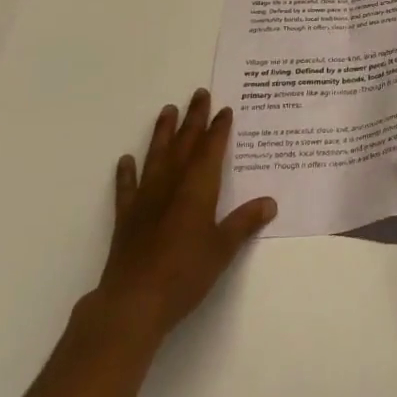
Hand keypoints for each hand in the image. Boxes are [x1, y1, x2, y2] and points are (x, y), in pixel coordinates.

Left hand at [92, 89, 276, 344]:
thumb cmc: (185, 273)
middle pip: (185, 143)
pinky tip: (125, 160)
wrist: (133, 302)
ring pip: (157, 155)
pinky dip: (126, 173)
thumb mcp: (223, 250)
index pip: (211, 149)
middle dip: (194, 118)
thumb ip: (244, 223)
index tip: (225, 109)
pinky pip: (127, 188)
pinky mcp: (127, 217)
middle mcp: (172, 184)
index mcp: (198, 188)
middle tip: (199, 93)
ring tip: (167, 110)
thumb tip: (270, 202)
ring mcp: (146, 198)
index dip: (219, 128)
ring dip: (163, 132)